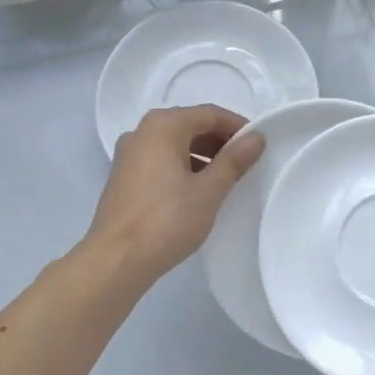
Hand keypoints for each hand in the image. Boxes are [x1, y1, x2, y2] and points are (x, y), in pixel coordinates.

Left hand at [85, 105, 265, 284]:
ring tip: (225, 179)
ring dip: (202, 155)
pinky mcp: (123, 176)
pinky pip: (160, 160)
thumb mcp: (209, 190)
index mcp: (163, 125)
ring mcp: (129, 154)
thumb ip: (234, 160)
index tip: (258, 145)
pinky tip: (197, 190)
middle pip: (190, 125)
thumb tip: (257, 138)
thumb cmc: (167, 220)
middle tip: (245, 163)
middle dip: (219, 141)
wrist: (116, 260)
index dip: (237, 127)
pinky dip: (182, 166)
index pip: (210, 114)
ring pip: (174, 143)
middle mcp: (142, 131)